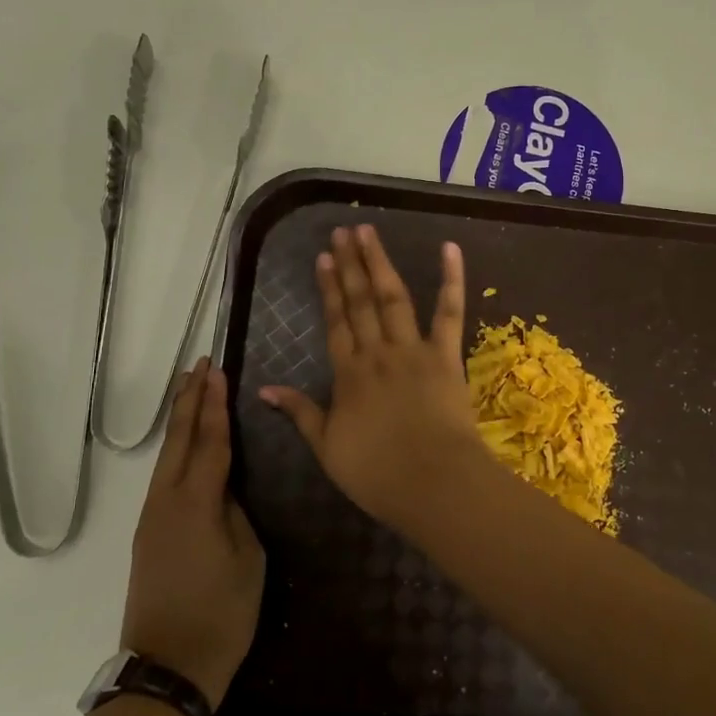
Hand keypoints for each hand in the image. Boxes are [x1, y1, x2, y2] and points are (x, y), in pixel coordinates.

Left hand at [121, 358, 265, 708]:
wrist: (168, 671)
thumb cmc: (221, 615)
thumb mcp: (248, 559)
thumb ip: (237, 514)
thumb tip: (225, 491)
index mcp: (196, 504)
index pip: (209, 442)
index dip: (215, 405)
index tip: (218, 371)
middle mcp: (166, 502)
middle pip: (178, 440)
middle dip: (189, 400)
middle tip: (199, 365)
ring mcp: (151, 519)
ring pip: (166, 456)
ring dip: (179, 420)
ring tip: (189, 390)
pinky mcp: (147, 535)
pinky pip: (163, 477)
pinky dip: (175, 448)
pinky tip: (184, 444)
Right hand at [259, 224, 485, 523]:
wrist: (433, 483)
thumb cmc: (378, 474)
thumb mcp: (327, 449)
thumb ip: (300, 413)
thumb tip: (264, 389)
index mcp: (349, 375)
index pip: (335, 322)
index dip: (329, 289)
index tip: (324, 258)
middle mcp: (378, 353)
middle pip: (360, 302)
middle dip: (351, 265)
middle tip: (343, 231)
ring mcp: (413, 350)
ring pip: (393, 298)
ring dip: (380, 263)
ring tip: (369, 232)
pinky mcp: (447, 356)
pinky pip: (449, 313)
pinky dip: (452, 279)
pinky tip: (449, 248)